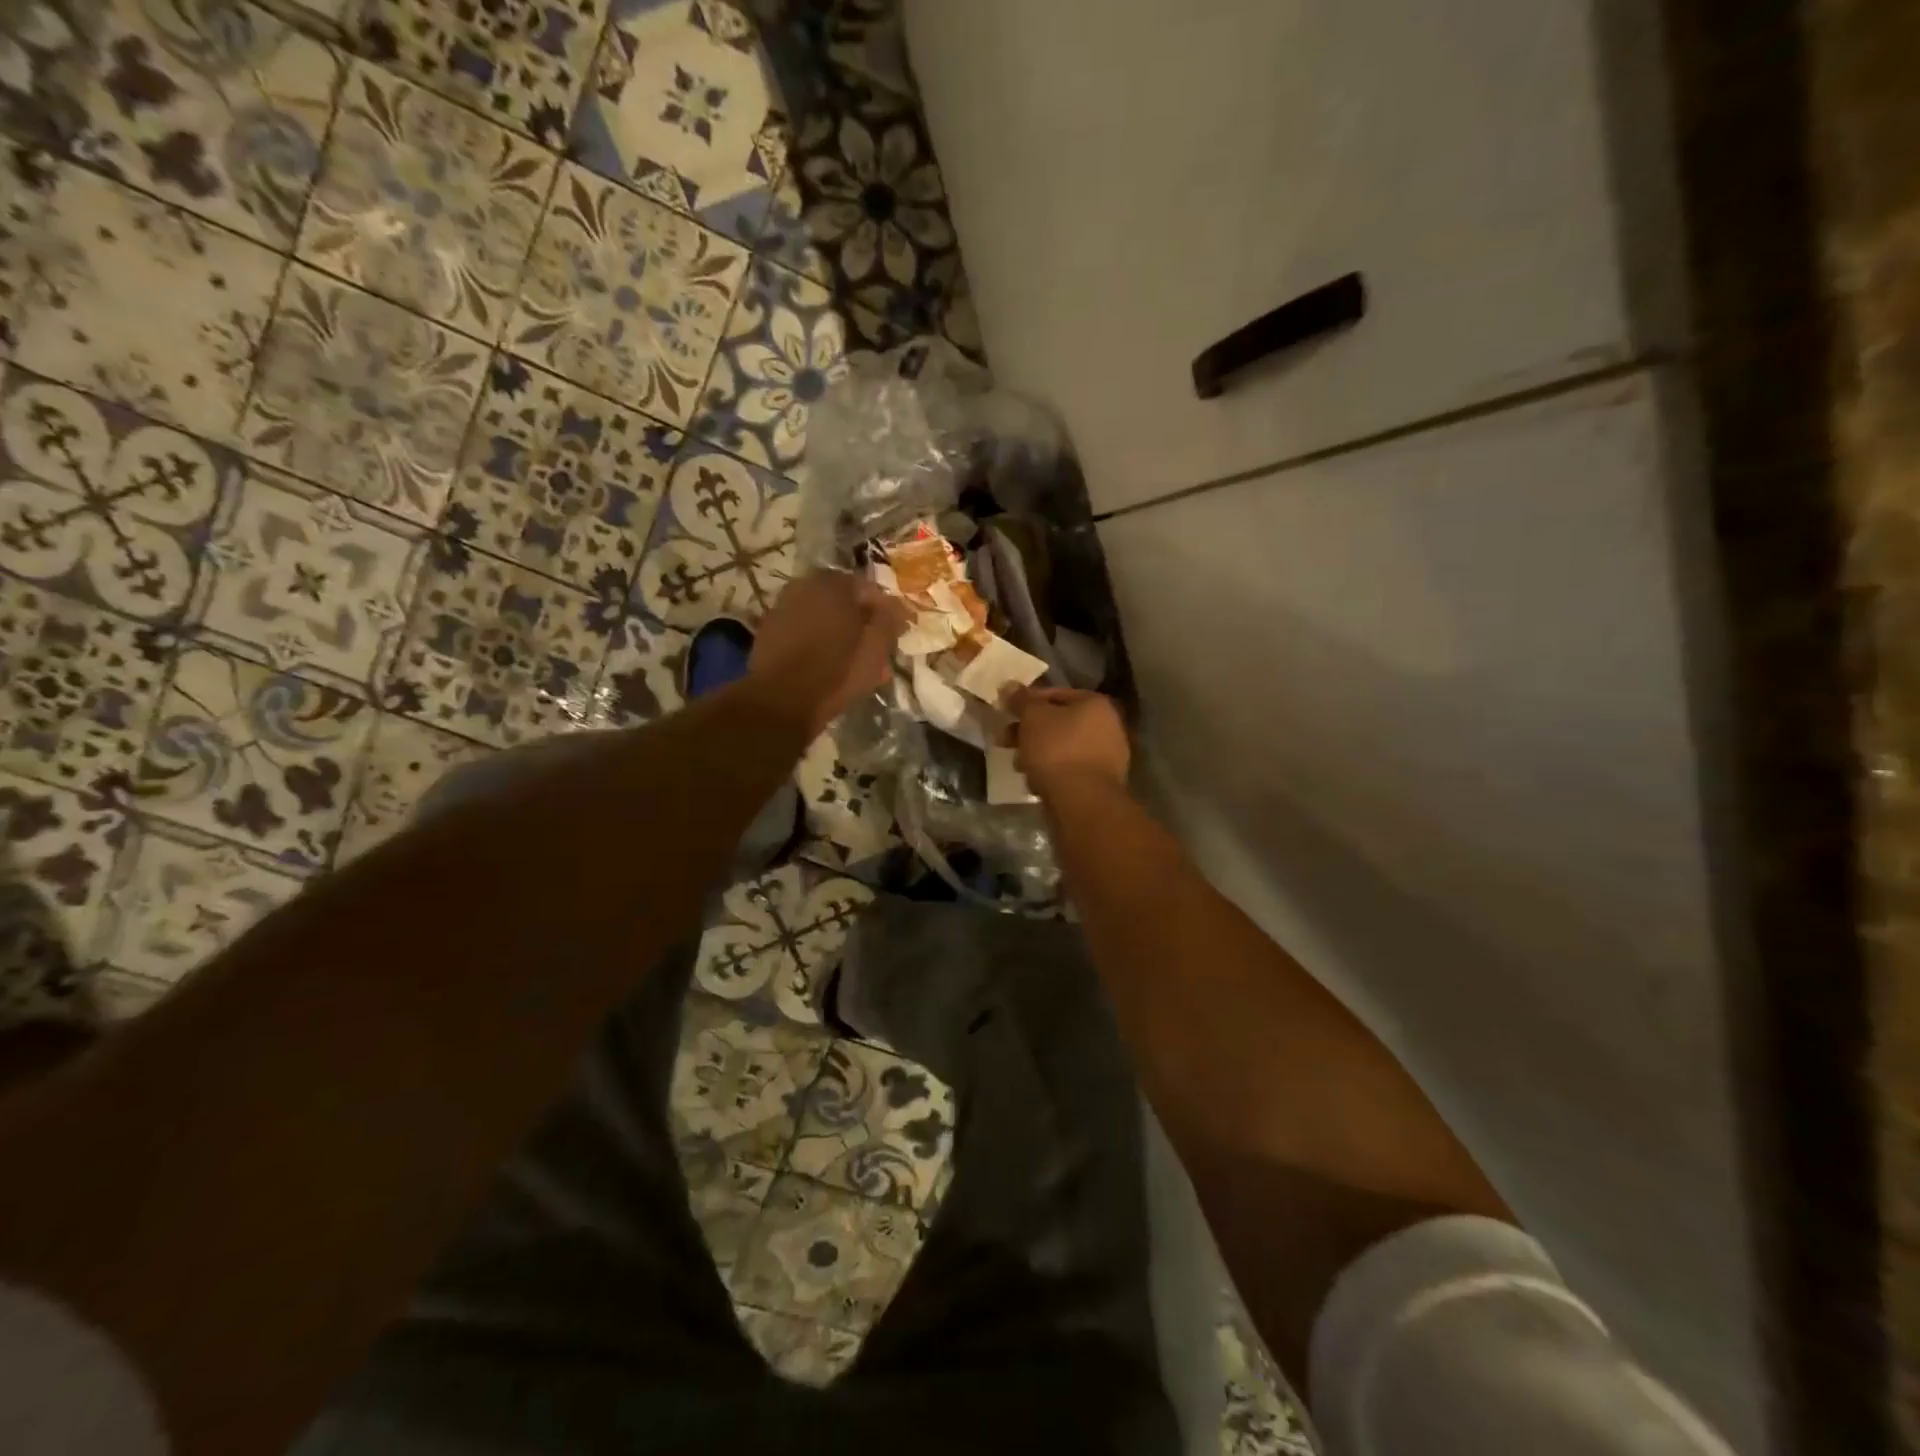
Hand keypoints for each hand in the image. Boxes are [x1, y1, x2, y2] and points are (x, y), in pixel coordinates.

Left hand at [748, 569, 908, 735]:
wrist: (781, 701)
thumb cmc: (836, 672)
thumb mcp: (876, 648)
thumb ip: (889, 621)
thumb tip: (894, 607)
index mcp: (835, 584)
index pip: (869, 589)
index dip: (885, 611)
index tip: (894, 631)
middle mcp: (805, 586)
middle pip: (843, 600)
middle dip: (859, 620)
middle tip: (873, 646)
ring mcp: (783, 607)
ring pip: (821, 615)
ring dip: (838, 631)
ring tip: (850, 658)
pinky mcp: (769, 631)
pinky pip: (803, 630)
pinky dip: (816, 640)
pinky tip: (824, 662)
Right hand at [1010, 687, 1130, 796]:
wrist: (1081, 801)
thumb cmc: (1056, 750)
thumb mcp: (1032, 717)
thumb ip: (1021, 700)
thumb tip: (1010, 686)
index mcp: (1095, 703)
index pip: (1055, 693)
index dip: (1027, 701)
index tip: (1006, 713)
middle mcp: (1108, 726)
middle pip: (1059, 722)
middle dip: (1029, 731)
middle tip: (1006, 740)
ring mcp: (1108, 756)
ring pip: (1063, 747)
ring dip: (1038, 752)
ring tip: (1018, 764)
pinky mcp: (1101, 782)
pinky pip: (1069, 769)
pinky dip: (1052, 771)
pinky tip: (1035, 781)